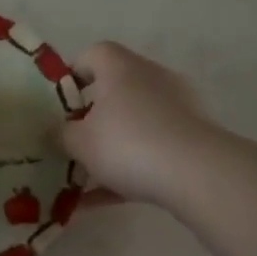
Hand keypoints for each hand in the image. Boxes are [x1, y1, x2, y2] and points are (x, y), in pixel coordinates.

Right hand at [61, 42, 212, 207]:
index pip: (94, 54)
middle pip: (115, 90)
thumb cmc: (127, 144)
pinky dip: (128, 170)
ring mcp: (178, 108)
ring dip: (110, 147)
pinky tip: (103, 201)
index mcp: (121, 69)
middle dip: (91, 117)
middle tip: (71, 141)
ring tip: (84, 180)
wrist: (197, 173)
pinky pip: (152, 150)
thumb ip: (61, 133)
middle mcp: (152, 79)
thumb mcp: (78, 142)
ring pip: (134, 124)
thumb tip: (59, 131)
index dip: (73, 74)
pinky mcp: (193, 138)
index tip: (59, 102)